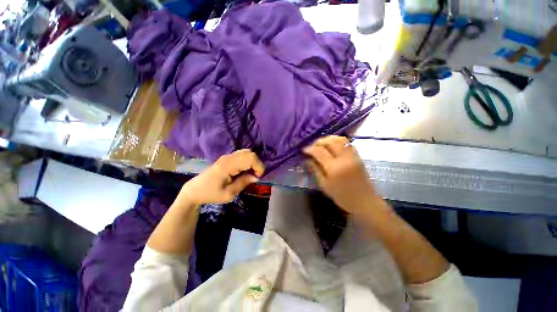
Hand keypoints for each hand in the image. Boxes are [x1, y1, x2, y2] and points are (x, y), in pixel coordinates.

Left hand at [177, 149, 264, 204]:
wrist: (195, 190)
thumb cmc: (211, 194)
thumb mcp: (228, 194)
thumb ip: (243, 183)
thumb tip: (256, 177)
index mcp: (228, 166)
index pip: (250, 158)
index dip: (258, 166)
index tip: (258, 177)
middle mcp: (228, 157)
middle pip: (250, 153)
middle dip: (257, 164)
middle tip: (255, 176)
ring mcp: (227, 156)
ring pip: (247, 152)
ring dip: (253, 162)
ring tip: (251, 173)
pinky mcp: (227, 158)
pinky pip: (242, 154)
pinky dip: (248, 160)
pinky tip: (245, 170)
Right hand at [303, 136, 378, 214]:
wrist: (365, 201)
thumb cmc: (342, 197)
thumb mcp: (325, 185)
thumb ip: (316, 170)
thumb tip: (307, 159)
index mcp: (334, 168)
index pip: (320, 152)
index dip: (310, 149)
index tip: (304, 150)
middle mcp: (344, 159)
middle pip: (330, 142)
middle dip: (319, 142)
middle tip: (312, 146)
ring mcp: (353, 156)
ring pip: (340, 140)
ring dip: (328, 139)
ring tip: (321, 144)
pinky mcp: (358, 156)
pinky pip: (347, 143)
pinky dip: (337, 141)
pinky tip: (332, 146)